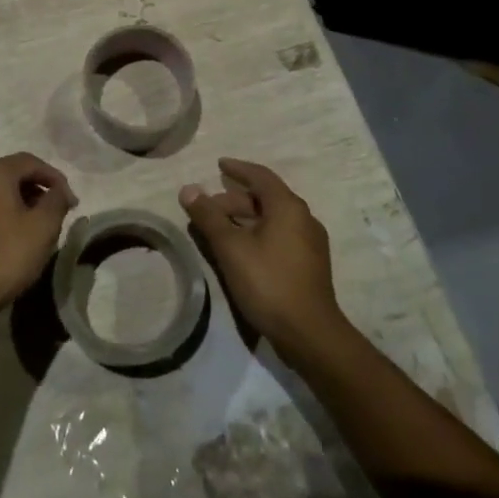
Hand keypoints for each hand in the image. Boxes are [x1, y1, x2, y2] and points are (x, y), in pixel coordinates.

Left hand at [0, 153, 76, 325]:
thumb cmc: (6, 256)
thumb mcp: (43, 227)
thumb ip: (57, 201)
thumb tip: (60, 190)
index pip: (30, 161)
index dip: (55, 177)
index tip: (71, 201)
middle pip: (12, 174)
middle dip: (39, 188)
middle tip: (59, 211)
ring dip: (23, 201)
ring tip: (41, 225)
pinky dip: (6, 213)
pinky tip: (17, 236)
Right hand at [179, 158, 345, 359]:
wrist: (309, 333)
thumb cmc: (268, 282)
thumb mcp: (231, 247)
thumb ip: (208, 217)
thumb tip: (188, 189)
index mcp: (288, 207)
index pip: (261, 176)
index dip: (237, 168)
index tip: (218, 164)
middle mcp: (304, 219)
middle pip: (265, 199)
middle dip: (234, 200)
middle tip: (207, 208)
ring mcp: (310, 243)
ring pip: (272, 220)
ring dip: (244, 219)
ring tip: (218, 229)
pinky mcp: (309, 264)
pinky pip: (279, 236)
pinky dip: (257, 234)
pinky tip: (240, 250)